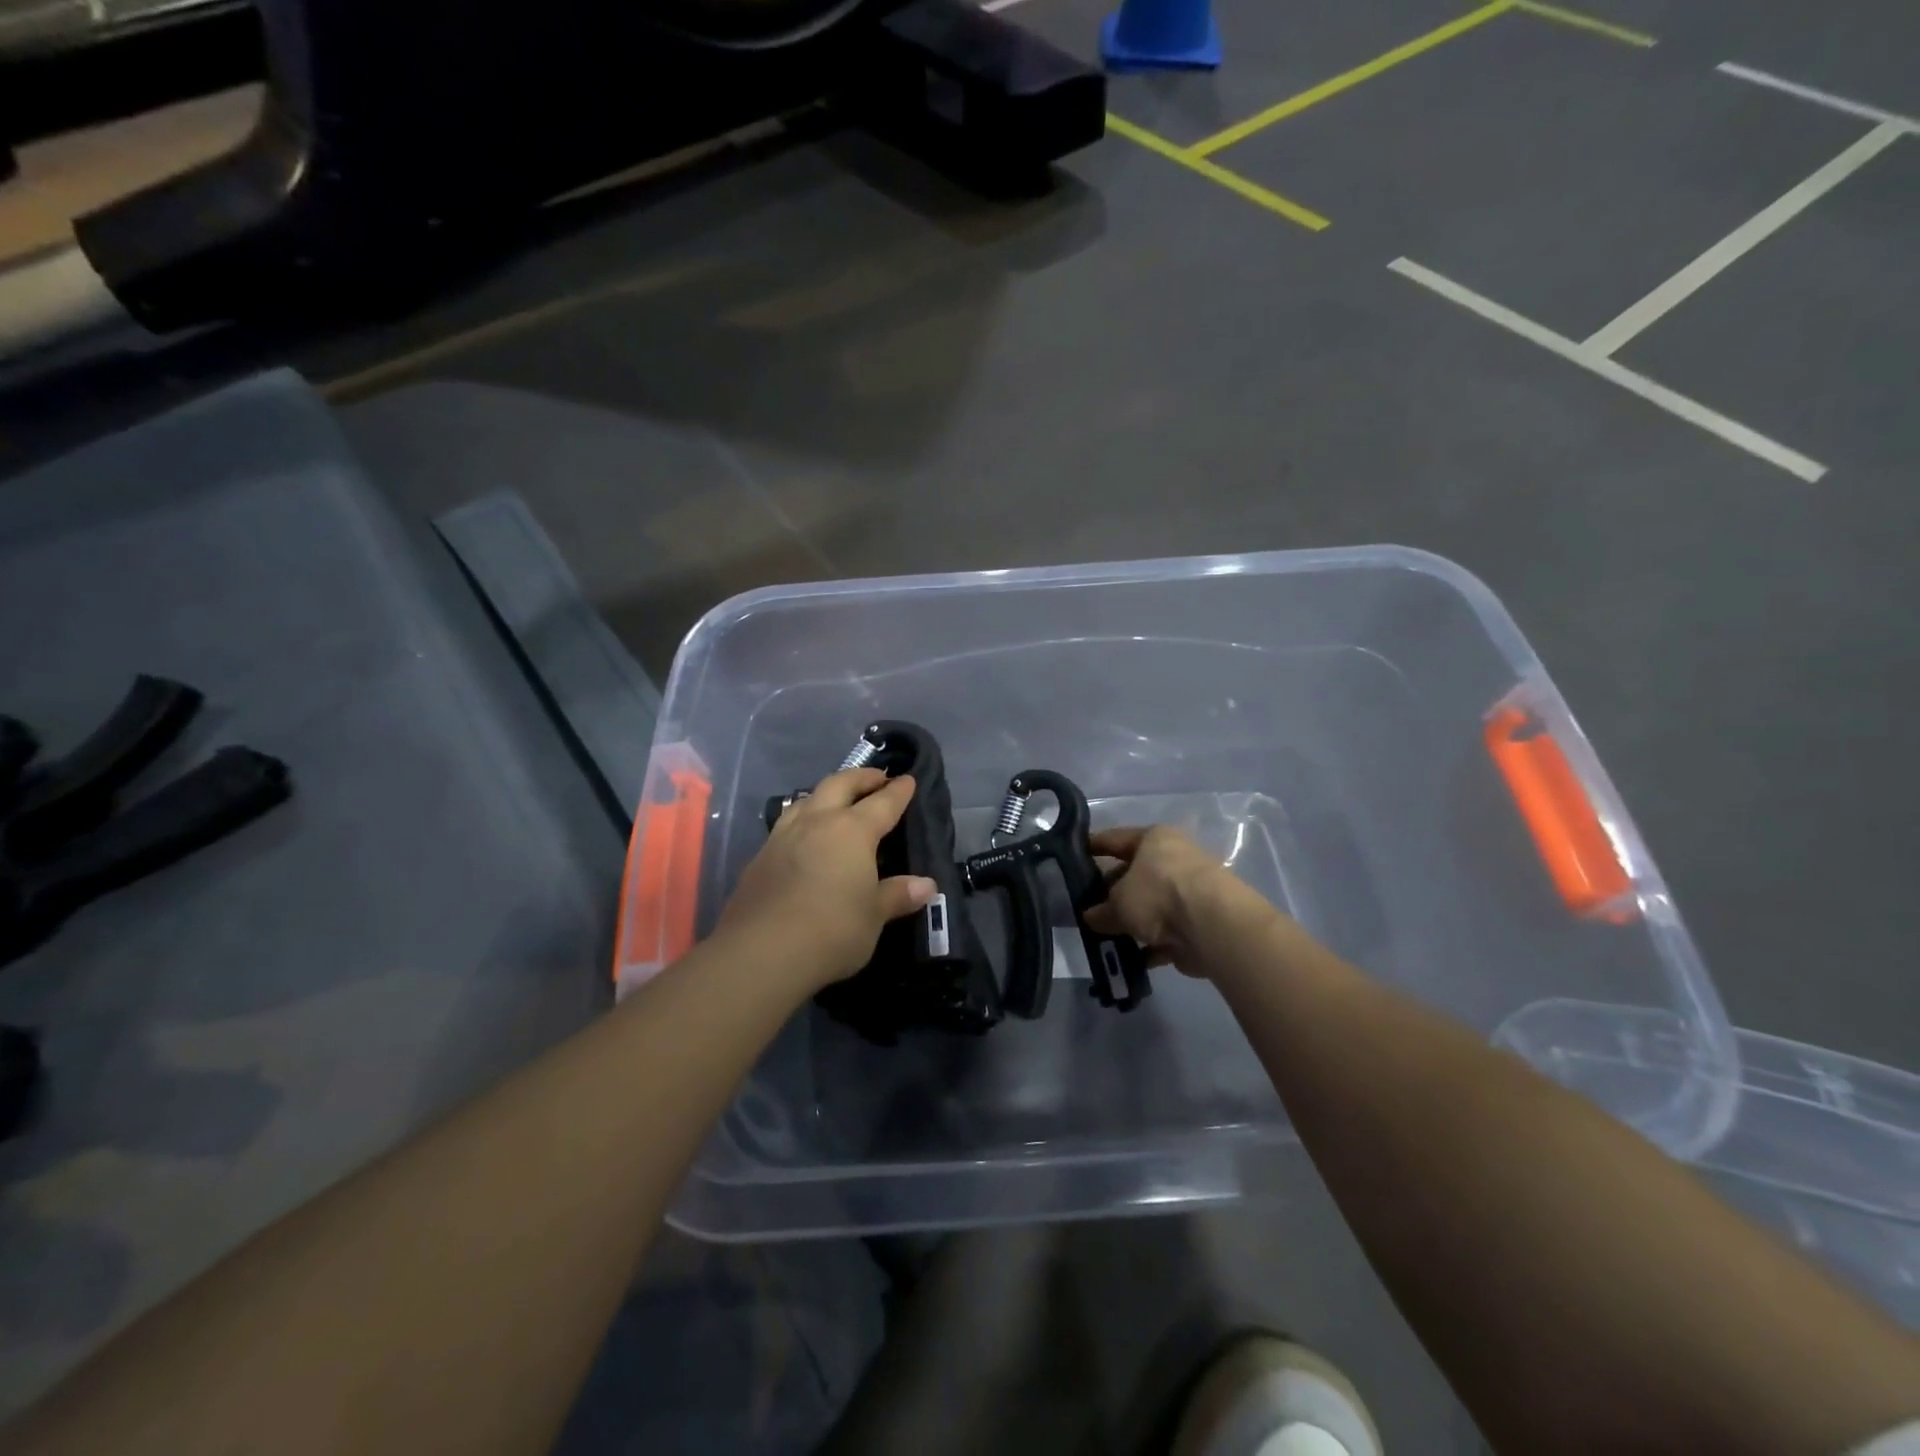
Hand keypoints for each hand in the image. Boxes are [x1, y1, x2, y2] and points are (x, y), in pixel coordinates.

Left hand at [717, 767, 936, 992]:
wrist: (761, 952)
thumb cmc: (831, 930)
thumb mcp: (873, 916)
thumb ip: (896, 895)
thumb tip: (926, 885)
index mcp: (852, 831)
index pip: (882, 803)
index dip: (898, 791)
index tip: (908, 779)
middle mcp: (817, 822)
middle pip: (840, 785)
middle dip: (862, 777)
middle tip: (877, 778)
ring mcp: (784, 836)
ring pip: (807, 798)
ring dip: (827, 792)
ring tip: (838, 800)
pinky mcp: (761, 856)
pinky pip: (787, 823)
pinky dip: (804, 818)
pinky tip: (805, 835)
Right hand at [1083, 825, 1262, 975]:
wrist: (1213, 926)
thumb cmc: (1158, 893)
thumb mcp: (1118, 901)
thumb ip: (1102, 910)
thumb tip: (1090, 917)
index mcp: (1155, 839)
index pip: (1115, 839)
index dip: (1093, 847)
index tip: (1073, 855)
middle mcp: (1175, 859)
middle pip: (1135, 875)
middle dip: (1112, 893)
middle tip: (1087, 908)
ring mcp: (1190, 892)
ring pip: (1151, 906)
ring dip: (1131, 923)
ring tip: (1103, 938)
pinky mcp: (1200, 923)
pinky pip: (1166, 933)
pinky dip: (1150, 945)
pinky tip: (1129, 959)